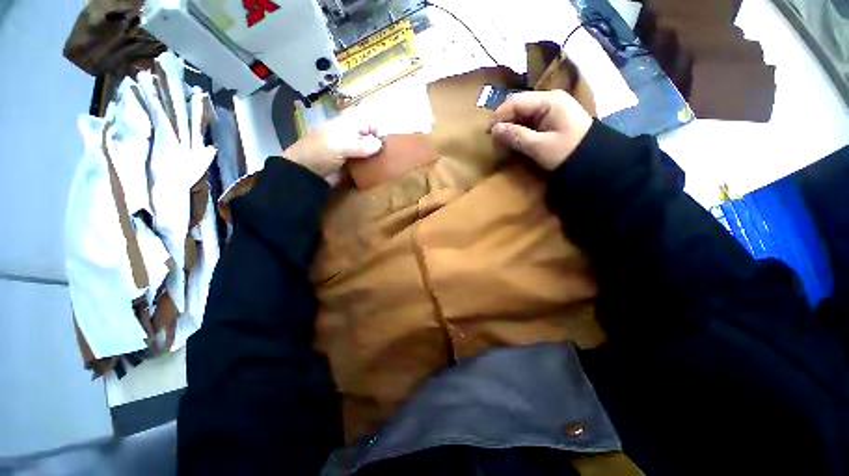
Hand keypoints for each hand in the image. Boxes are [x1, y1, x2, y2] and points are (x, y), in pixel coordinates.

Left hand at [282, 118, 382, 183]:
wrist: (306, 173)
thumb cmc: (320, 152)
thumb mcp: (341, 145)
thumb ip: (361, 145)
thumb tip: (380, 145)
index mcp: (348, 125)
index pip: (370, 123)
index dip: (379, 131)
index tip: (386, 144)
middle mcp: (352, 137)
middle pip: (372, 138)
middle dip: (380, 146)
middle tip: (390, 157)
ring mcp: (353, 152)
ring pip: (371, 152)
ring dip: (378, 158)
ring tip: (387, 165)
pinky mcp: (353, 166)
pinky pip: (366, 164)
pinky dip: (372, 167)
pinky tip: (379, 172)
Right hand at [490, 90, 592, 170]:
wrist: (595, 160)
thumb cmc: (568, 152)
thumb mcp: (539, 146)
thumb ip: (516, 136)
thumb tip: (494, 130)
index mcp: (549, 101)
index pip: (516, 102)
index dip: (499, 115)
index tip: (488, 132)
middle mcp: (550, 99)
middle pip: (519, 105)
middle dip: (504, 121)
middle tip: (494, 138)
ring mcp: (552, 108)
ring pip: (523, 113)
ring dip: (511, 125)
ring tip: (502, 140)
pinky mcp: (552, 119)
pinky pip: (530, 120)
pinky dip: (520, 129)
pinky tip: (515, 139)